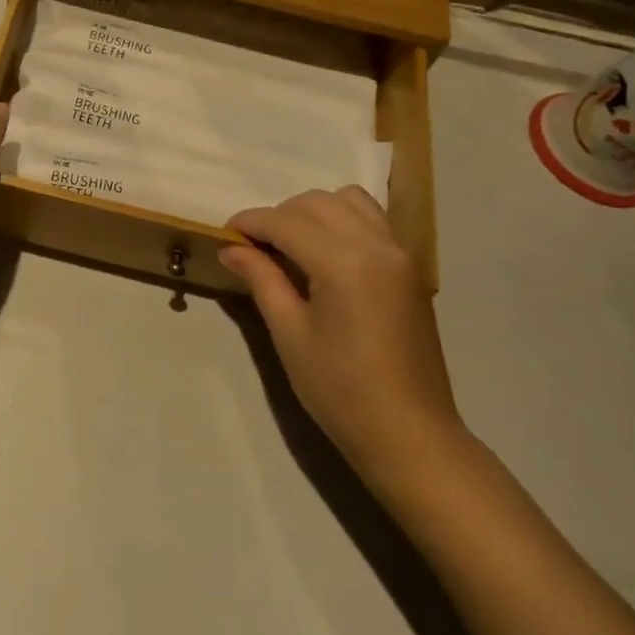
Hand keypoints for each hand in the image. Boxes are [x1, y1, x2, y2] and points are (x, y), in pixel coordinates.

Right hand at [220, 188, 465, 494]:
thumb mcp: (290, 334)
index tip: (224, 235)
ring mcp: (399, 253)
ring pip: (349, 200)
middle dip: (279, 215)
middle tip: (254, 247)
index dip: (250, 223)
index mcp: (344, 263)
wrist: (409, 434)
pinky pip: (372, 219)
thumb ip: (261, 279)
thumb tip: (230, 248)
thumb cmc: (341, 390)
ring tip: (292, 245)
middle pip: (316, 203)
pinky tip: (326, 252)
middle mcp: (376, 245)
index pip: (286, 222)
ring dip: (313, 211)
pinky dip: (343, 219)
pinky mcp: (410, 266)